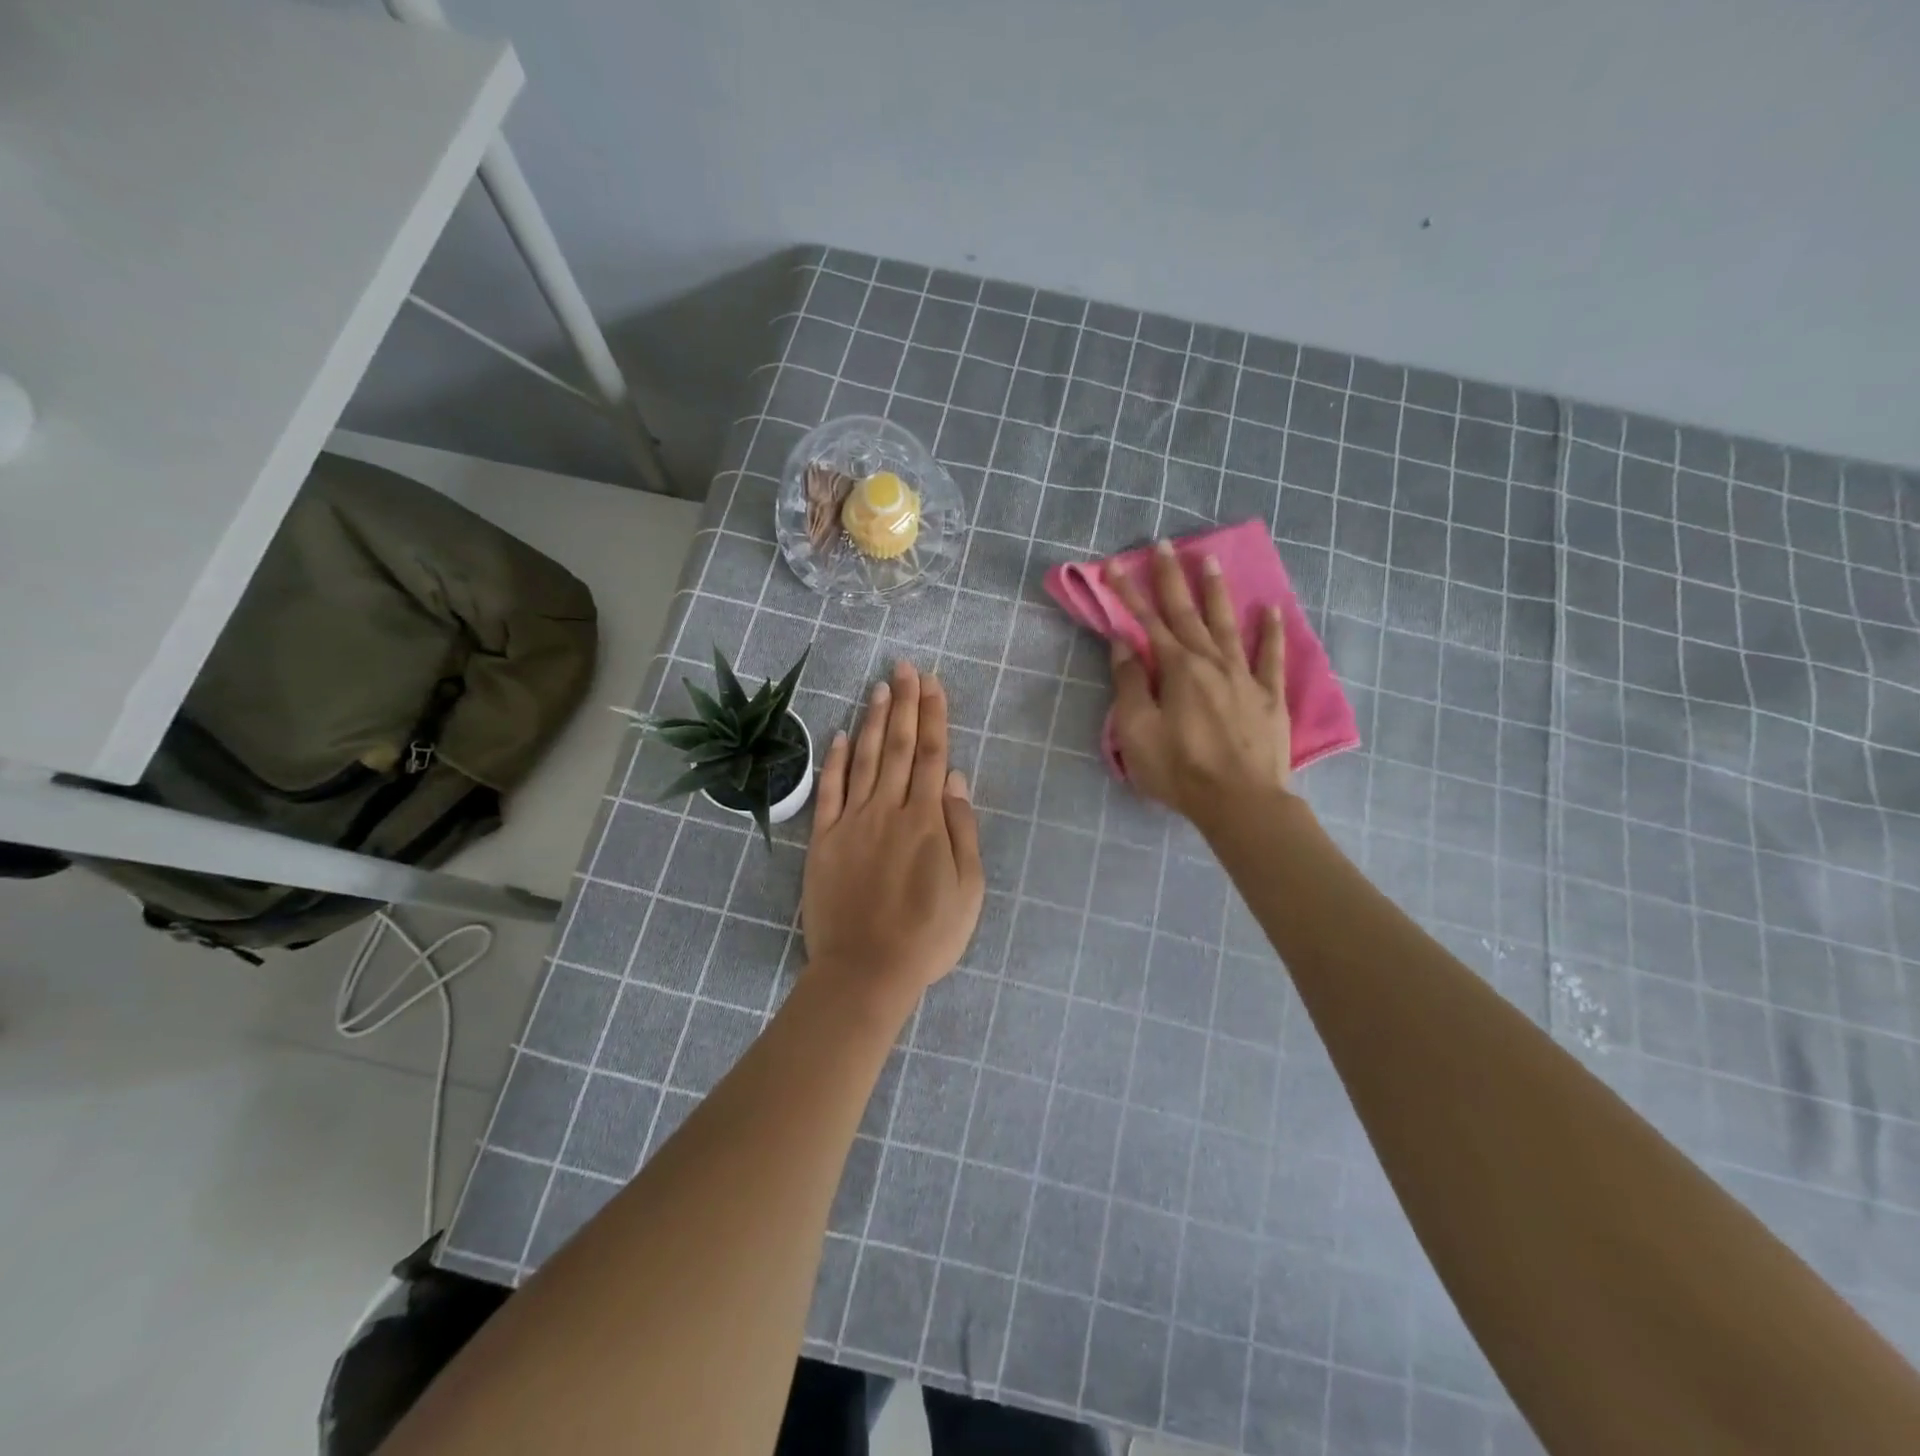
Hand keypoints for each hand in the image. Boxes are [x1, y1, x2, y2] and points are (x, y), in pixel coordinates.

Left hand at [801, 662, 984, 1010]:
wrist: (865, 971)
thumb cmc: (927, 936)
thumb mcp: (968, 890)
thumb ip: (963, 830)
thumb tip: (958, 780)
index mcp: (926, 821)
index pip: (933, 756)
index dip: (934, 716)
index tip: (932, 684)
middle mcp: (888, 810)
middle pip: (900, 747)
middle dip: (905, 704)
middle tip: (904, 668)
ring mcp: (852, 822)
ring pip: (866, 759)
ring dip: (874, 721)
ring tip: (879, 688)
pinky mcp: (823, 840)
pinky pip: (829, 791)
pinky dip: (835, 761)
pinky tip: (841, 734)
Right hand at [1106, 540, 1293, 824]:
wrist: (1240, 802)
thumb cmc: (1179, 770)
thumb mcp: (1137, 731)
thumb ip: (1130, 684)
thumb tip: (1123, 643)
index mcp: (1176, 669)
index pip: (1147, 622)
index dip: (1129, 593)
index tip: (1115, 565)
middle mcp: (1211, 662)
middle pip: (1187, 613)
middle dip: (1172, 577)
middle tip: (1165, 544)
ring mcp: (1244, 677)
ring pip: (1228, 624)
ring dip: (1217, 591)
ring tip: (1210, 559)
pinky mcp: (1270, 697)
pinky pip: (1272, 657)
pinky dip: (1272, 632)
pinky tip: (1271, 609)